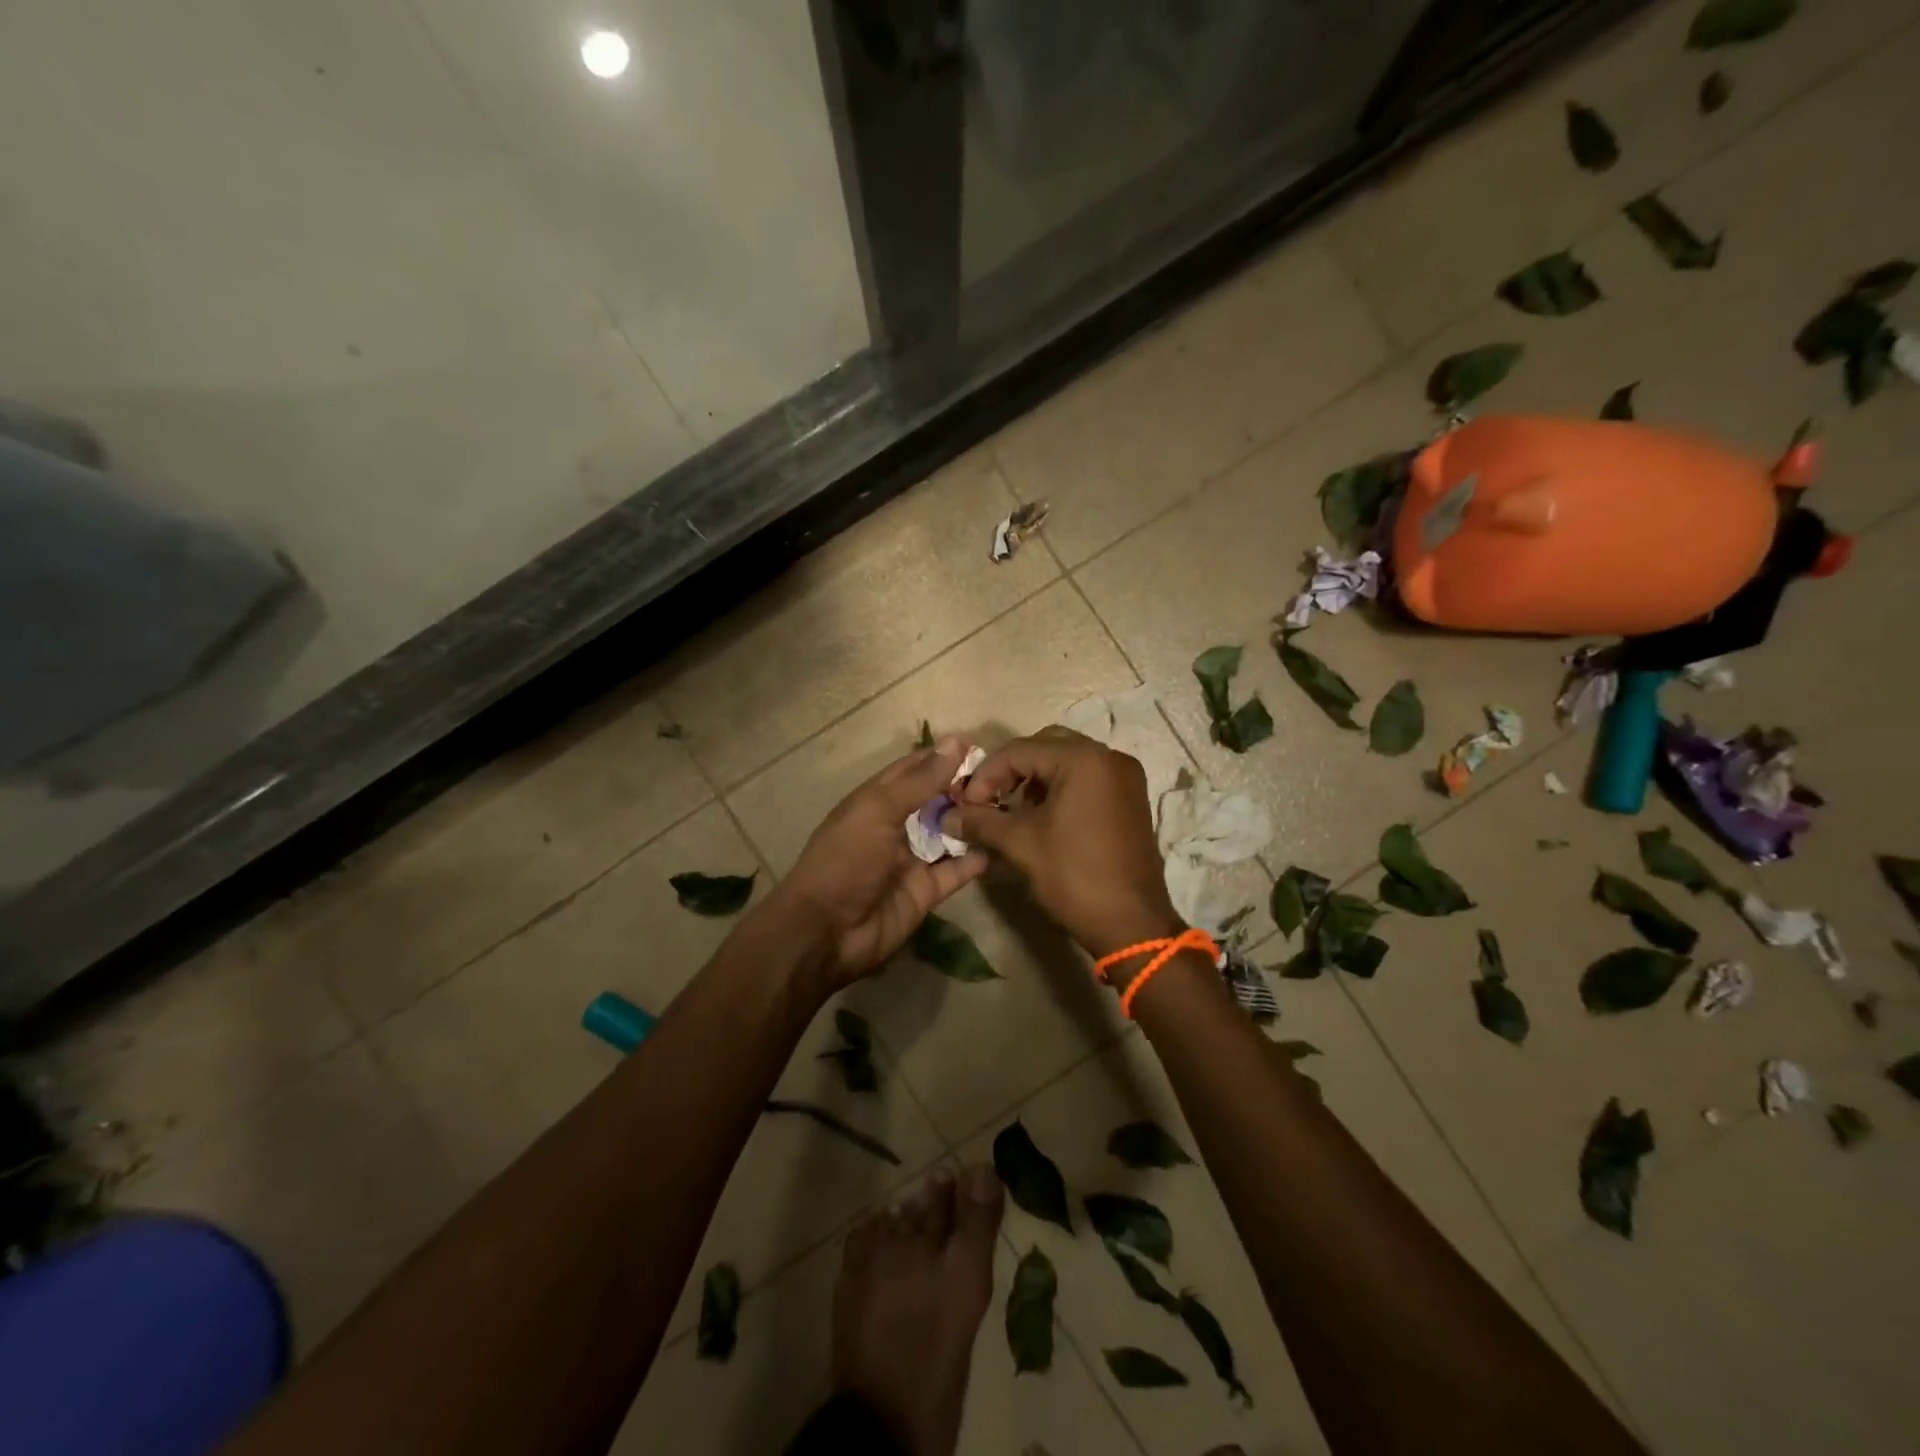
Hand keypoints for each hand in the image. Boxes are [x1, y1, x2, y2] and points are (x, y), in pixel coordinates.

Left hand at [759, 738, 989, 988]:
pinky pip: (957, 871)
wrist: (826, 932)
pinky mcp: (926, 891)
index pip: (914, 769)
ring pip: (950, 833)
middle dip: (965, 789)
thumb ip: (920, 781)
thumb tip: (955, 743)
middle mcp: (896, 825)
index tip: (980, 745)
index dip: (943, 756)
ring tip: (1010, 807)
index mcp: (877, 800)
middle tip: (1004, 780)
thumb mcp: (878, 811)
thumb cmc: (845, 860)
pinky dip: (977, 859)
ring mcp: (912, 859)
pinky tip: (1002, 845)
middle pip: (936, 800)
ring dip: (974, 821)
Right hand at [943, 726, 1180, 958]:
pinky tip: (1042, 818)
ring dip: (1035, 780)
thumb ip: (980, 821)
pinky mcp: (1131, 798)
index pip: (1020, 750)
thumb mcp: (1021, 844)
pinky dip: (1060, 789)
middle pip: (1046, 746)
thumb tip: (948, 816)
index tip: (966, 804)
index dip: (987, 774)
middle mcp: (1109, 757)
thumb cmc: (1074, 876)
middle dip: (1011, 771)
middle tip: (989, 800)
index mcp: (1084, 759)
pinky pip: (1087, 778)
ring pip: (1067, 762)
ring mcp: (1125, 777)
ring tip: (1012, 812)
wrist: (1131, 924)